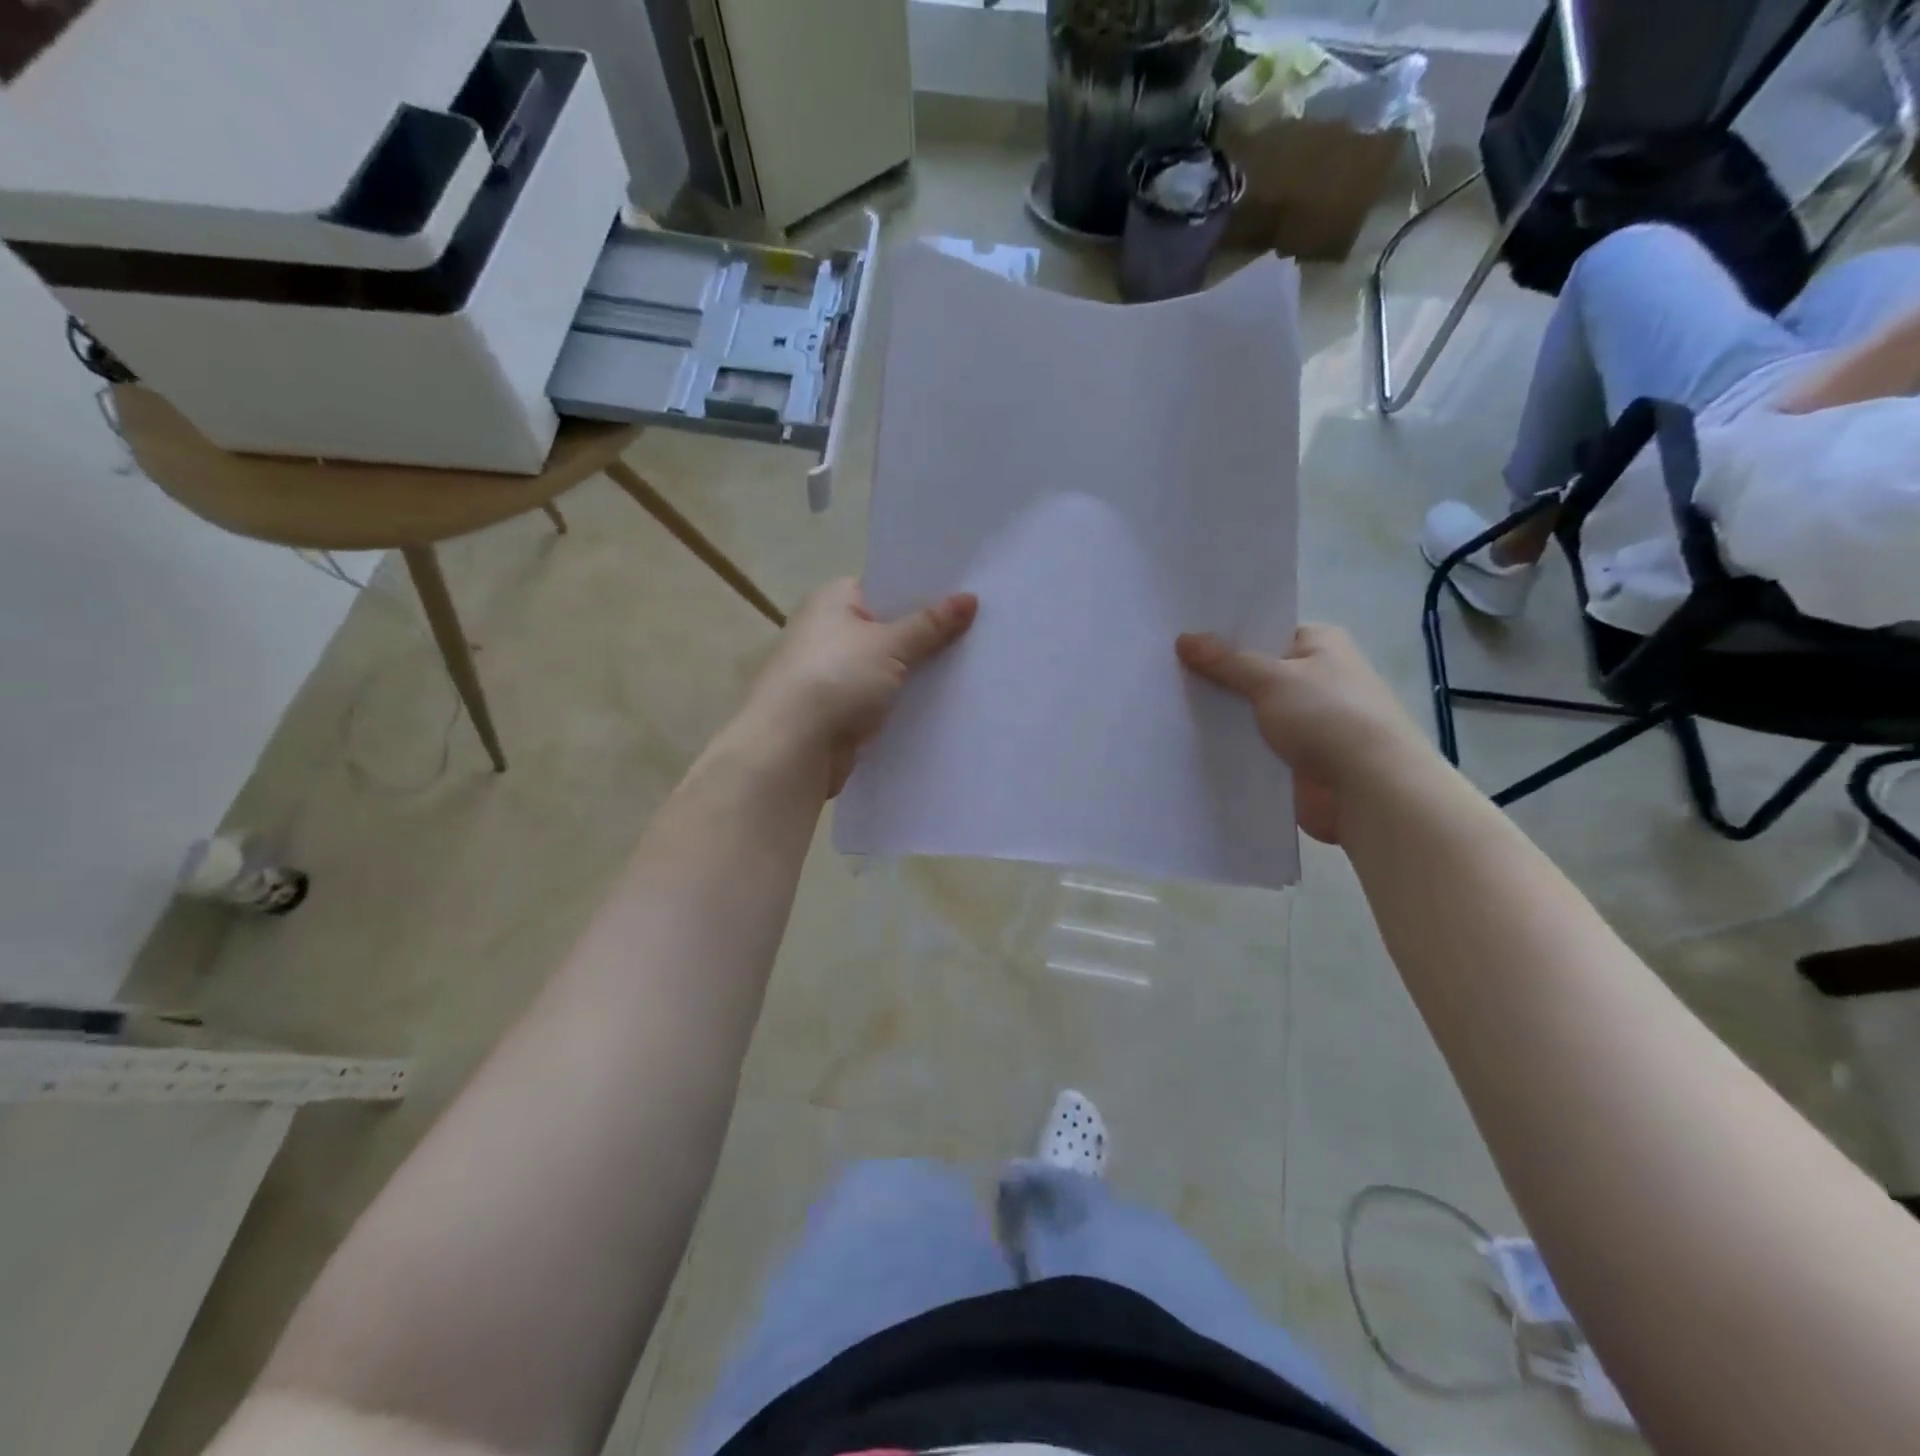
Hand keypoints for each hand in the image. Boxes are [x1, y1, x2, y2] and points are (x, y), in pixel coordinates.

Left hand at [735, 578, 976, 796]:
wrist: (792, 747)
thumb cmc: (836, 678)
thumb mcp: (890, 645)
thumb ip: (931, 624)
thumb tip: (970, 598)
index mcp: (834, 599)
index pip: (886, 586)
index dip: (925, 591)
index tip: (968, 595)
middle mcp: (830, 630)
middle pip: (890, 627)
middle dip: (928, 634)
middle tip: (981, 630)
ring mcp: (834, 672)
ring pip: (888, 666)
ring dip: (918, 671)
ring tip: (973, 666)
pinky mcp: (841, 709)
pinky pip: (882, 697)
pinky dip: (905, 700)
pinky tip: (944, 702)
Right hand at [1176, 624, 1429, 843]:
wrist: (1369, 789)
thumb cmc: (1328, 716)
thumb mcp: (1272, 679)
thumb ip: (1225, 661)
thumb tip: (1184, 638)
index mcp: (1320, 645)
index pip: (1264, 632)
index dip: (1224, 635)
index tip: (1180, 639)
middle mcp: (1314, 678)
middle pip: (1253, 672)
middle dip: (1215, 677)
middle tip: (1163, 673)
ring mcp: (1305, 721)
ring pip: (1250, 712)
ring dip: (1220, 714)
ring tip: (1165, 706)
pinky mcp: (1295, 758)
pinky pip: (1253, 745)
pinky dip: (1229, 745)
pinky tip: (1187, 743)